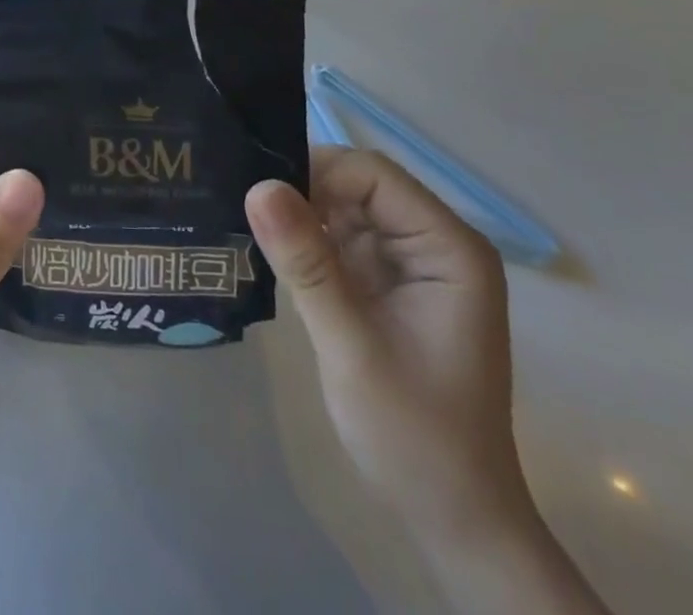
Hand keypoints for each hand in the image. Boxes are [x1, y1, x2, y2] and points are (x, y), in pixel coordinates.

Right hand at [247, 148, 529, 540]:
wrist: (451, 518)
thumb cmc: (413, 435)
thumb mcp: (351, 346)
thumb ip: (306, 263)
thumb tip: (257, 186)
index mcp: (449, 248)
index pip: (373, 176)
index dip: (316, 173)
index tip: (258, 194)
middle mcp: (433, 242)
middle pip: (357, 185)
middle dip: (302, 191)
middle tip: (241, 204)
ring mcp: (410, 262)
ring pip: (342, 207)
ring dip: (298, 214)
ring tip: (244, 220)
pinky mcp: (386, 281)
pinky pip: (338, 238)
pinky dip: (304, 241)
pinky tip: (269, 250)